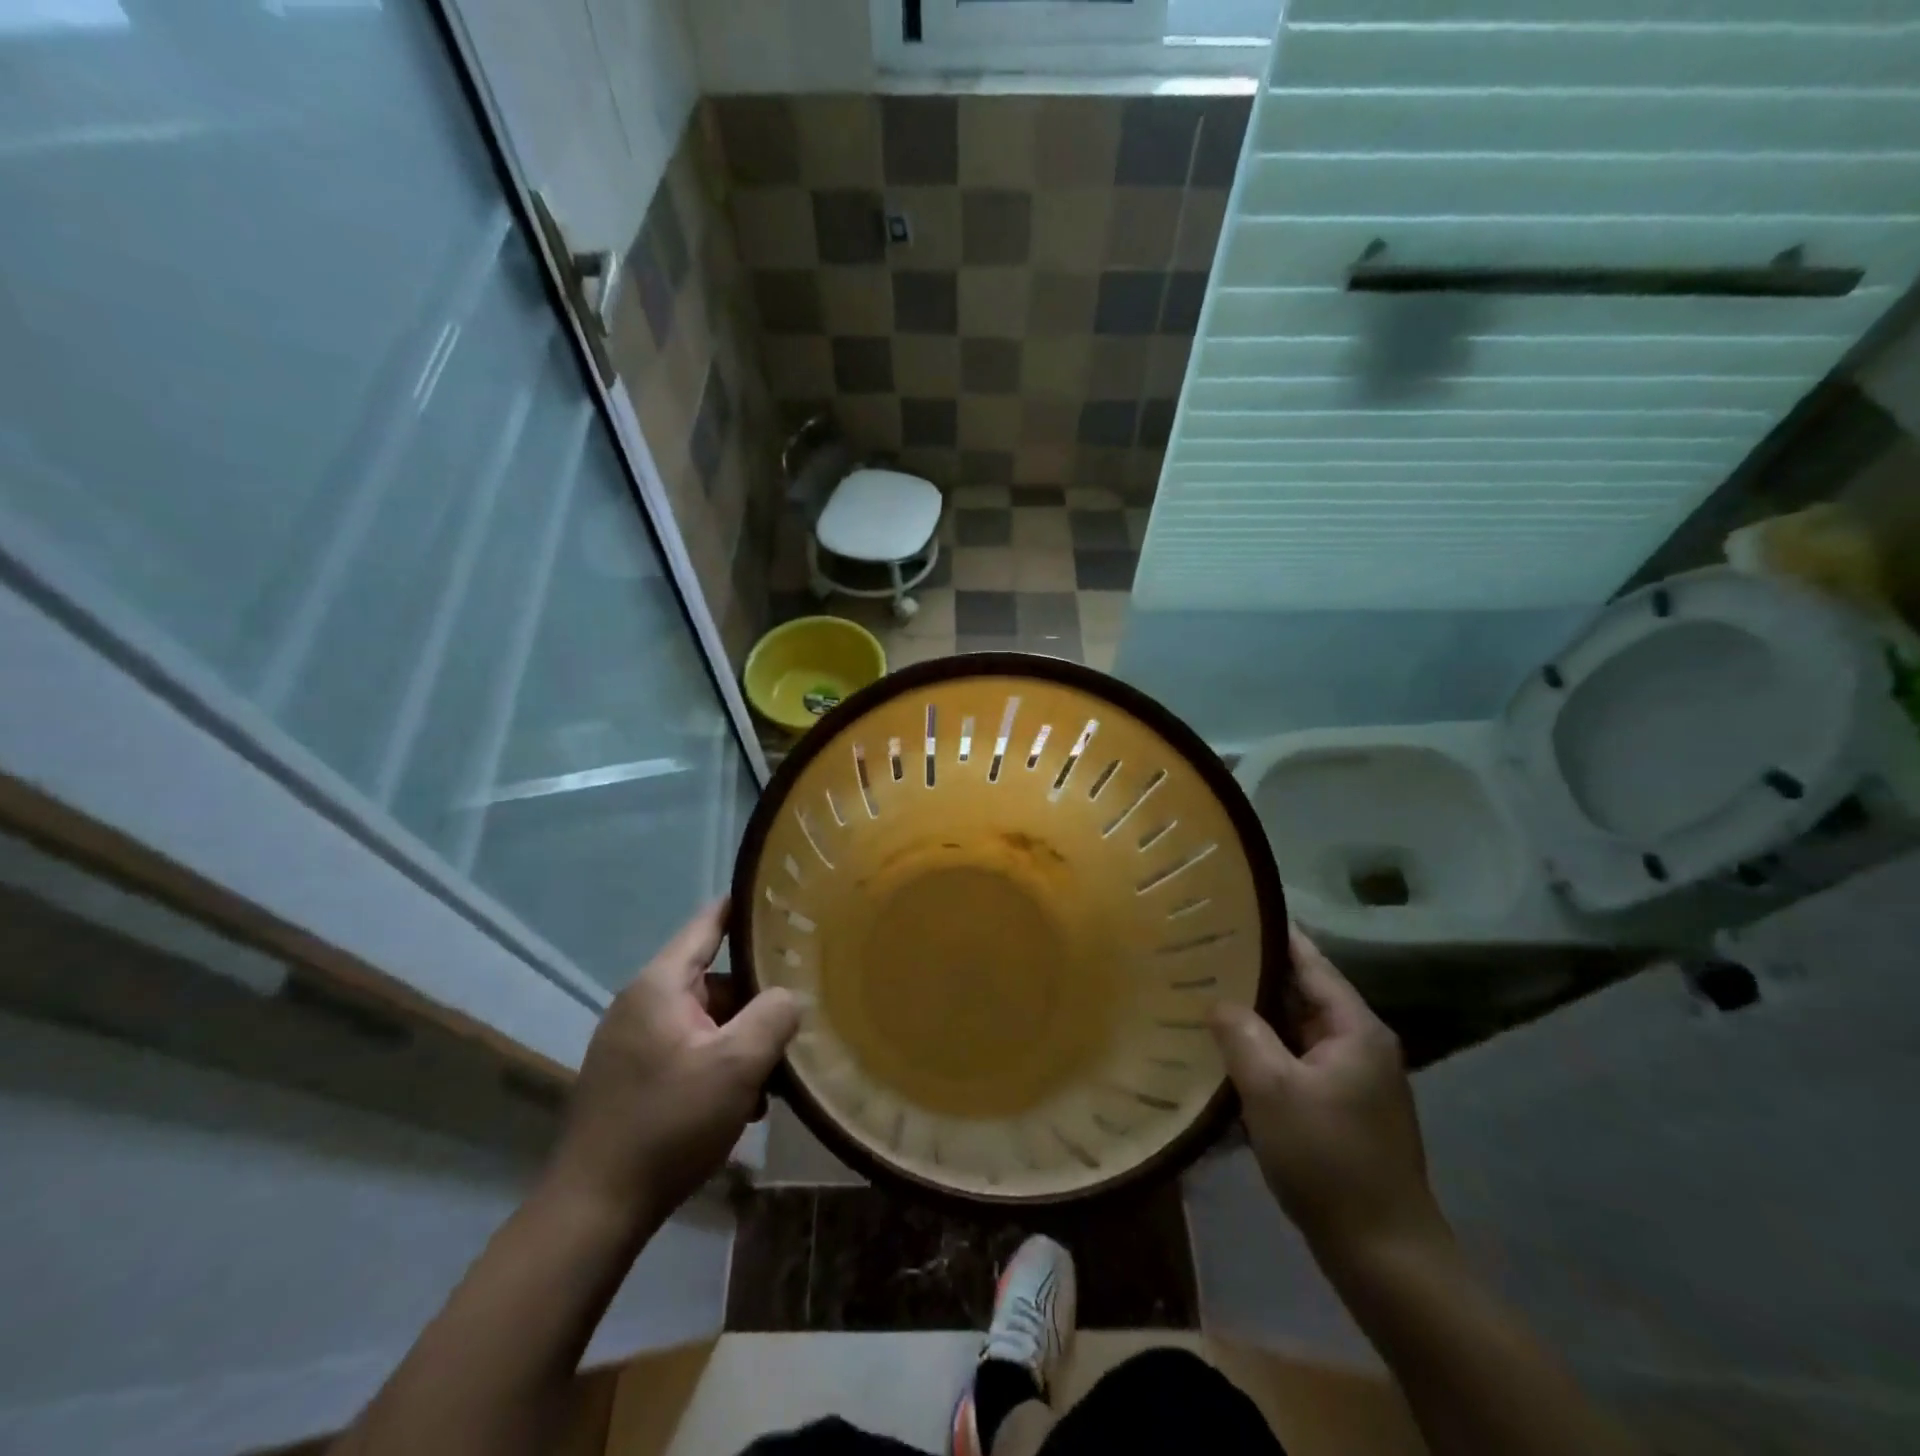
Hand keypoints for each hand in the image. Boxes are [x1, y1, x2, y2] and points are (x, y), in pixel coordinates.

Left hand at [545, 901, 799, 1227]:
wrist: (595, 1209)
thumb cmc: (669, 1123)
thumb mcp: (737, 1065)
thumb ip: (774, 1015)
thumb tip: (789, 995)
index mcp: (659, 985)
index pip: (708, 924)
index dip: (745, 907)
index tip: (784, 897)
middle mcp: (641, 1003)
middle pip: (714, 979)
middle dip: (756, 999)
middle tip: (797, 1015)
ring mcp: (632, 1042)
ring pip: (705, 1020)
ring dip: (740, 1041)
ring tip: (774, 1075)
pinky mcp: (632, 1076)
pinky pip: (688, 1050)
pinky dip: (719, 1065)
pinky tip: (744, 1103)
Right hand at [1210, 926, 1447, 1264]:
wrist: (1383, 1254)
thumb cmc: (1328, 1160)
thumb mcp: (1272, 1089)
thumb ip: (1241, 1032)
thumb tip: (1217, 1001)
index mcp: (1355, 1027)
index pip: (1308, 960)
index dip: (1270, 933)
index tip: (1228, 909)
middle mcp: (1359, 1043)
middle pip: (1301, 991)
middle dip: (1253, 973)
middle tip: (1199, 952)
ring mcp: (1352, 1077)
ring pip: (1295, 1028)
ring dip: (1256, 1014)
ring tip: (1202, 992)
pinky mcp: (1340, 1107)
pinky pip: (1295, 1060)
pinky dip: (1264, 1049)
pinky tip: (1226, 1050)